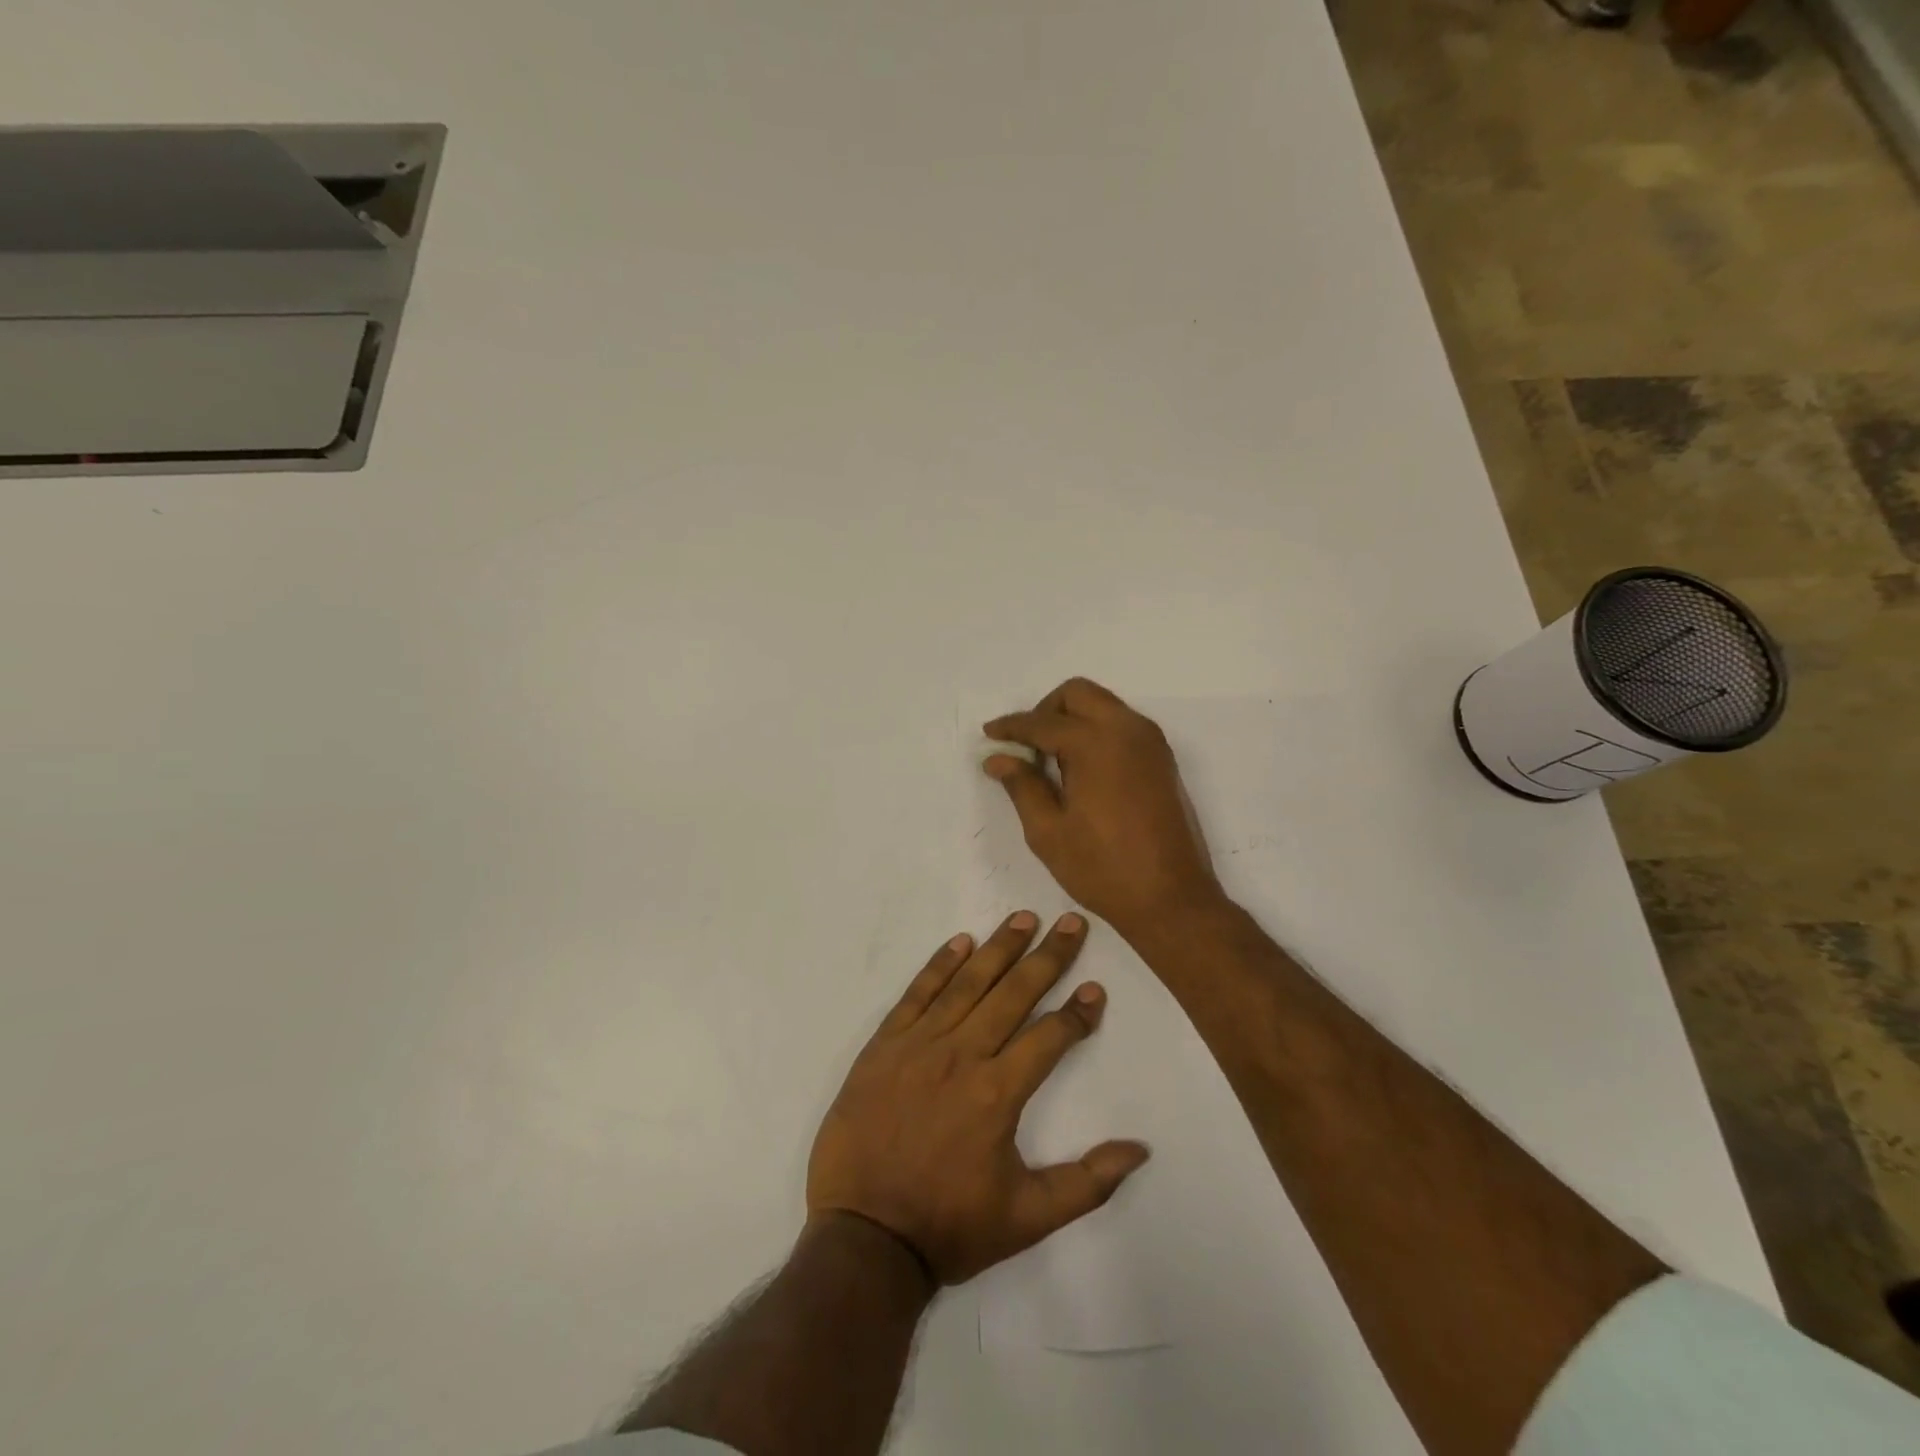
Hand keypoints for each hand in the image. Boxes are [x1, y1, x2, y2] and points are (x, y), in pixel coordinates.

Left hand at [806, 912, 1149, 1284]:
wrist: (863, 1237)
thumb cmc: (949, 1227)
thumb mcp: (1028, 1218)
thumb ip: (1087, 1182)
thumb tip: (1140, 1148)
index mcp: (998, 1092)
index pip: (1050, 1036)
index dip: (1077, 1012)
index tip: (1095, 988)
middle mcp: (962, 1055)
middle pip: (1013, 993)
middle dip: (1047, 956)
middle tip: (1070, 922)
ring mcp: (919, 1045)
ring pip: (968, 983)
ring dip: (999, 948)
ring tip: (1023, 918)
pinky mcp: (884, 1045)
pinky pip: (917, 994)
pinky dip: (939, 965)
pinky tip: (960, 942)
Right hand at [983, 678, 1223, 936]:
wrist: (1171, 899)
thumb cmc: (1102, 868)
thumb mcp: (1048, 831)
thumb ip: (1022, 785)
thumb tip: (998, 758)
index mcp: (1095, 744)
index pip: (1043, 722)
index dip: (1011, 726)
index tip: (989, 735)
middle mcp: (1127, 730)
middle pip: (1078, 694)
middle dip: (1046, 710)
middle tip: (1026, 745)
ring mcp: (1151, 743)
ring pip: (1103, 705)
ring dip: (1073, 718)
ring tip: (1051, 759)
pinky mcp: (1162, 760)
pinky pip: (1122, 724)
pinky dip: (1096, 730)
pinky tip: (1081, 768)